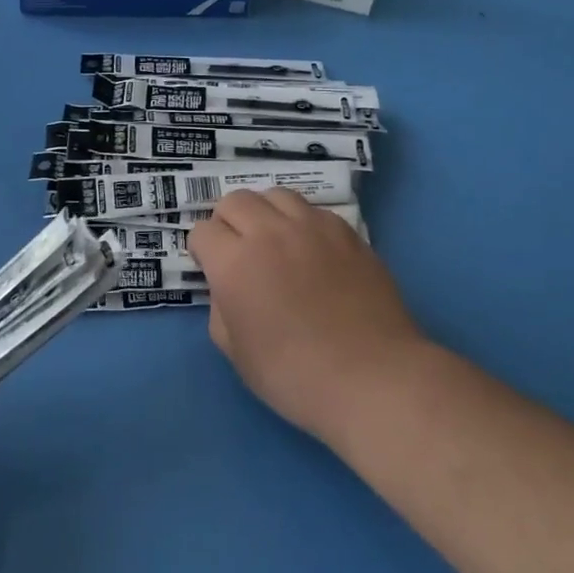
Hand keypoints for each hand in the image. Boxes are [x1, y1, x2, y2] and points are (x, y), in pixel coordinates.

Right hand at [190, 189, 428, 451]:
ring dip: (265, 213)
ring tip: (274, 241)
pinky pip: (314, 210)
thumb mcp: (234, 351)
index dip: (203, 252)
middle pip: (235, 201)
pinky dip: (302, 222)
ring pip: (276, 195)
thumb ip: (220, 308)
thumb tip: (228, 287)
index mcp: (234, 262)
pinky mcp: (347, 233)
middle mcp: (269, 233)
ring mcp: (312, 227)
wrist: (371, 377)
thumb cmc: (293, 374)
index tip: (213, 272)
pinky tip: (311, 251)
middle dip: (228, 222)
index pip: (202, 231)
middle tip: (238, 252)